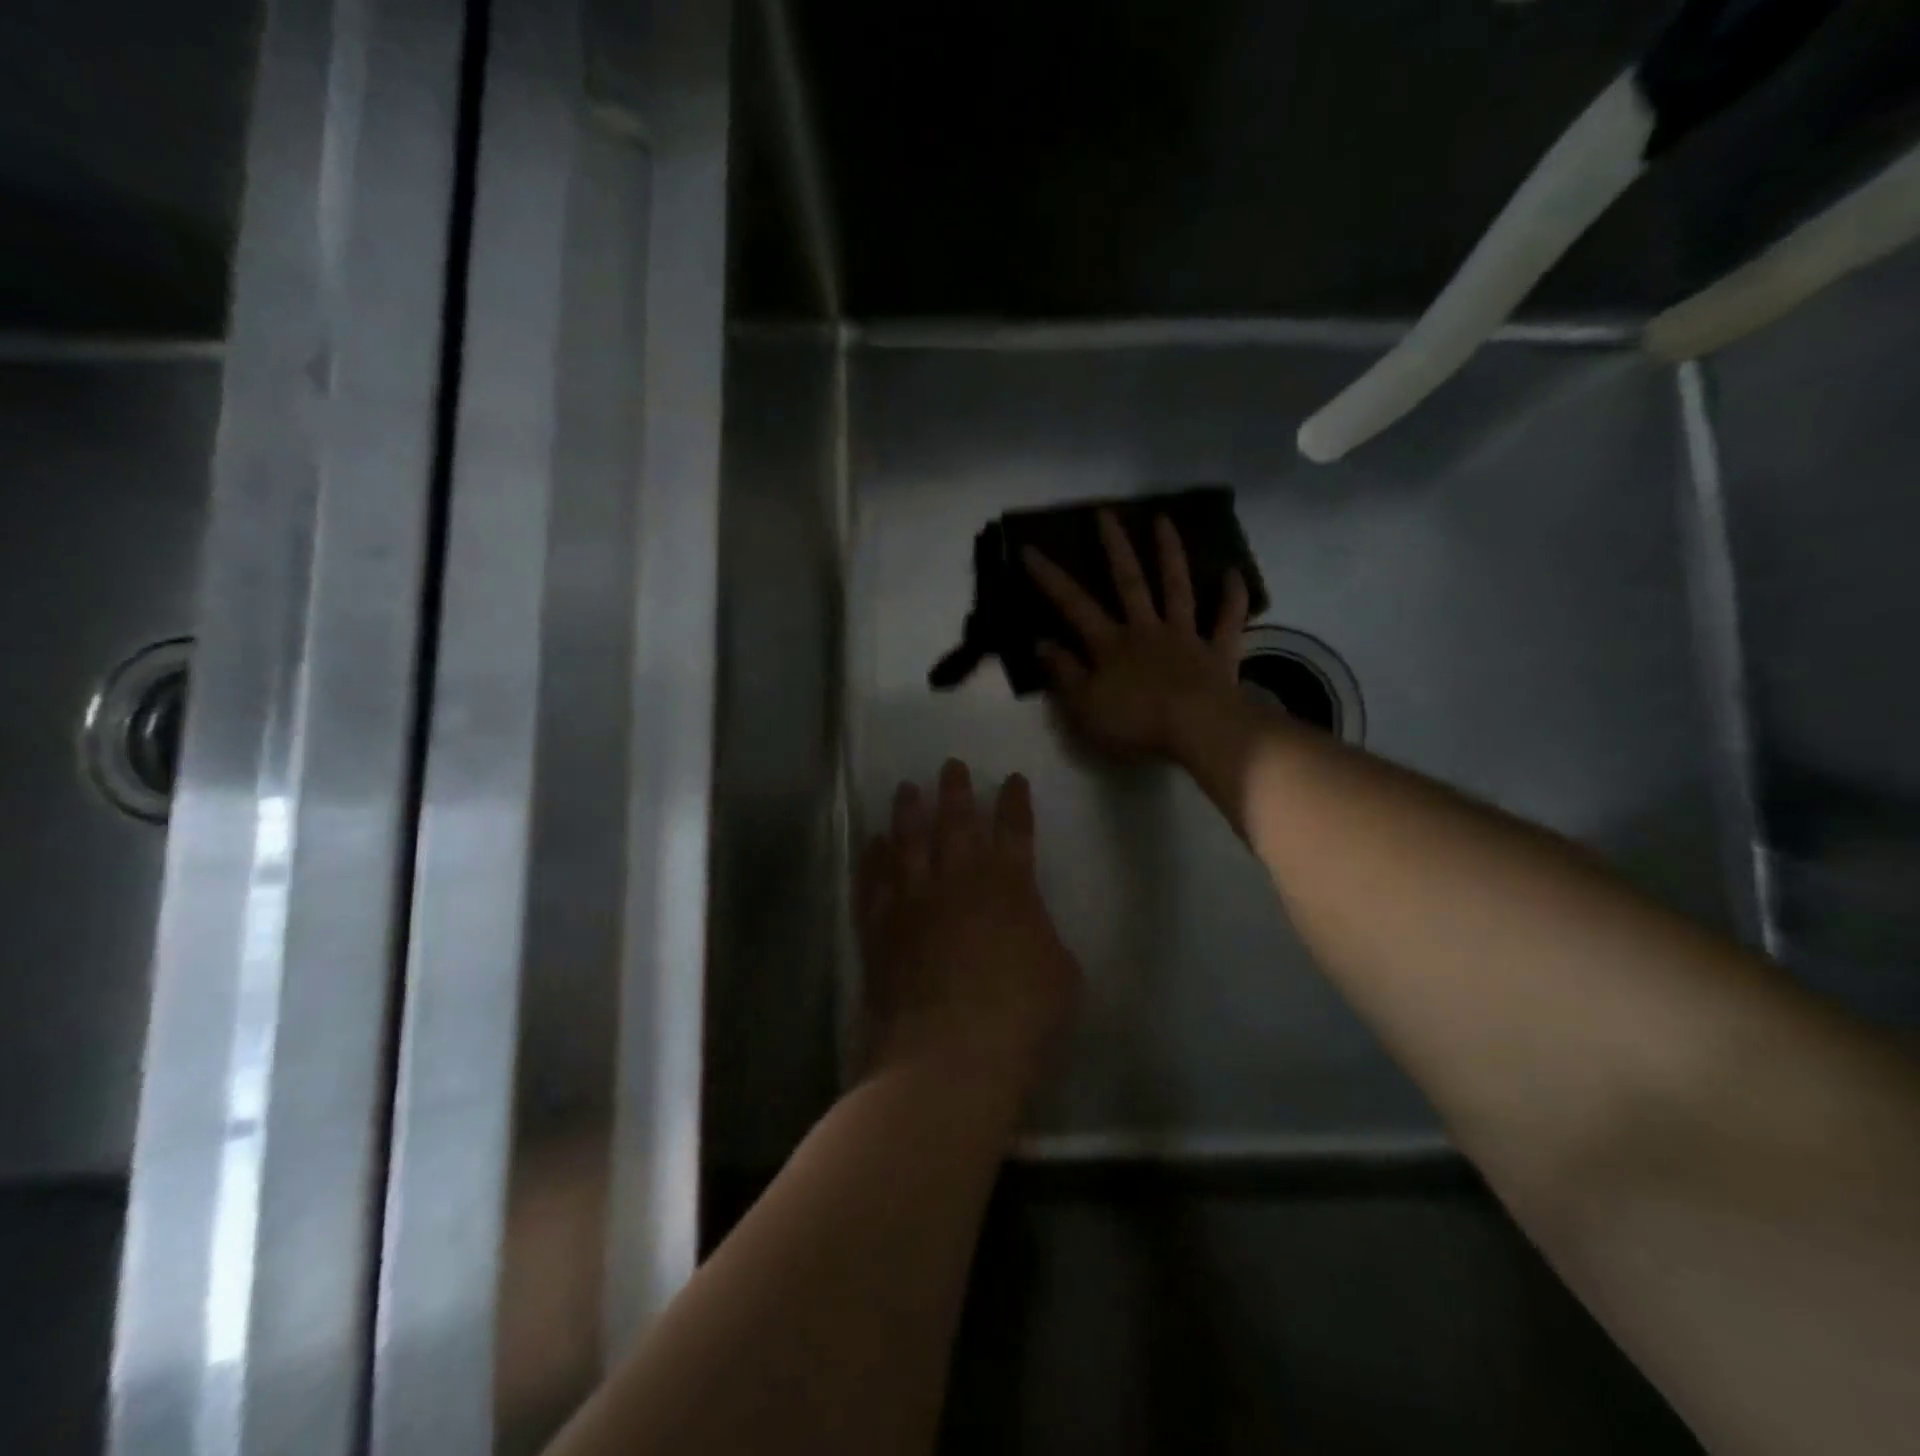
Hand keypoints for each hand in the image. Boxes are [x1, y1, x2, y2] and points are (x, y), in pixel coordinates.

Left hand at [858, 761, 1081, 1096]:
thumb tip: (1028, 932)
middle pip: (956, 823)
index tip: (1013, 779)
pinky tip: (871, 844)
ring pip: (908, 843)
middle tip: (951, 765)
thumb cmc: (1021, 1016)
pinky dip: (872, 859)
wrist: (951, 1053)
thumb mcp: (1061, 975)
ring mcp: (914, 901)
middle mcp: (958, 881)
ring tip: (906, 789)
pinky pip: (874, 882)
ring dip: (908, 813)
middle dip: (956, 791)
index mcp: (1009, 886)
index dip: (1016, 803)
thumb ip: (1043, 940)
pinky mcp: (881, 928)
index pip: (1016, 831)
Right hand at [1024, 511, 1250, 760]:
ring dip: (1170, 554)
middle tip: (1105, 513)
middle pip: (1128, 581)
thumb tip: (1040, 642)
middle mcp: (1146, 629)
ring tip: (1163, 520)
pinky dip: (1232, 597)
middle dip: (1114, 546)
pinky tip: (1233, 572)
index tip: (1029, 548)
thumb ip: (1063, 672)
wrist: (1198, 730)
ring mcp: (1185, 637)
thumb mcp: (1084, 705)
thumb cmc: (1135, 723)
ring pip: (1177, 588)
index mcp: (1110, 644)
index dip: (1050, 578)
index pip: (1073, 604)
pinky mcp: (1218, 652)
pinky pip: (1227, 620)